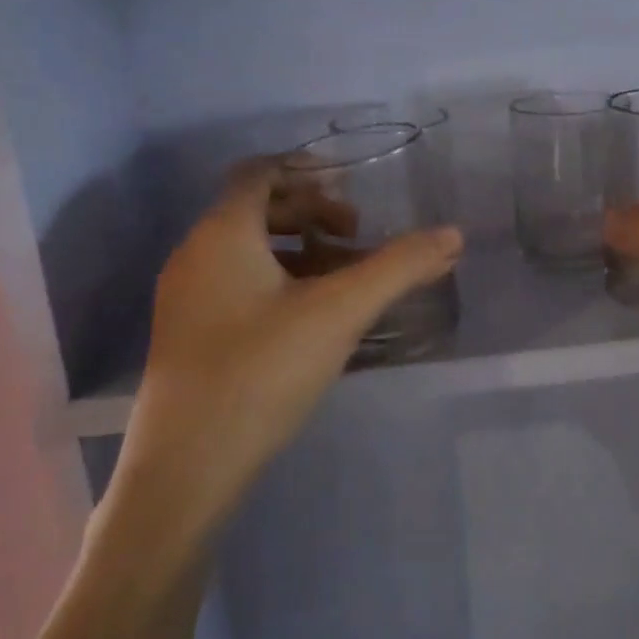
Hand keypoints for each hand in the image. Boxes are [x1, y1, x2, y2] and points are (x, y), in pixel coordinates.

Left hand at [110, 164, 462, 546]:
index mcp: (222, 232)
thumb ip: (398, 267)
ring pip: (247, 250)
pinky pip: (235, 284)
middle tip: (356, 239)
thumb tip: (453, 235)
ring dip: (298, 251)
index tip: (351, 190)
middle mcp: (194, 254)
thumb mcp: (340, 312)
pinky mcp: (186, 335)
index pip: (259, 172)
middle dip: (311, 215)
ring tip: (342, 280)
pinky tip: (309, 319)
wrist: (186, 468)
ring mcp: (184, 297)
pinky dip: (276, 282)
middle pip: (256, 209)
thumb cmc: (261, 372)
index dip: (306, 170)